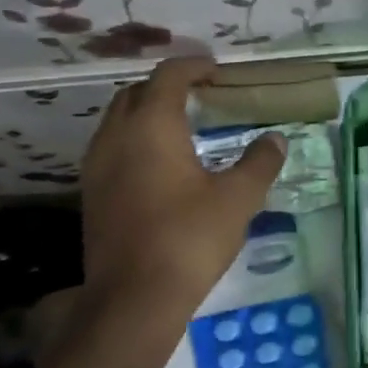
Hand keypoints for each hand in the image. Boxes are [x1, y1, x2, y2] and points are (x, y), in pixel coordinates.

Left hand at [78, 57, 285, 320]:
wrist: (133, 300)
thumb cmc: (189, 239)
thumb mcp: (237, 199)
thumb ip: (259, 163)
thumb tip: (276, 139)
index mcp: (152, 126)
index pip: (168, 76)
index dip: (194, 67)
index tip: (217, 73)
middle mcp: (116, 137)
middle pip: (136, 93)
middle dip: (166, 87)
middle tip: (200, 97)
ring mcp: (97, 167)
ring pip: (118, 121)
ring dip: (146, 113)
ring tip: (181, 128)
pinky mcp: (91, 195)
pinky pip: (111, 148)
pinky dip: (134, 141)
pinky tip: (160, 166)